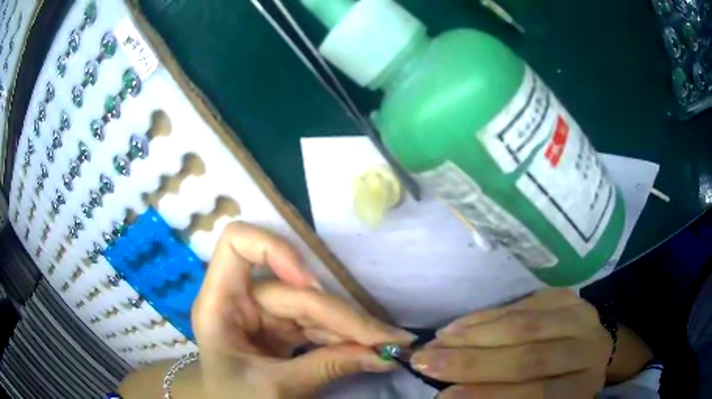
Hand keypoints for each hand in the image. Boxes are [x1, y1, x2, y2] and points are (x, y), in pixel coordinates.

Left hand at [192, 223, 413, 398]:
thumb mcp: (276, 388)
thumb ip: (327, 367)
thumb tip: (385, 353)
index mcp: (219, 305)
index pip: (237, 244)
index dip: (274, 249)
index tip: (311, 282)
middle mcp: (242, 301)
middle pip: (295, 289)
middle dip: (342, 316)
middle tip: (388, 338)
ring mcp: (264, 313)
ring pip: (313, 307)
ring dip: (351, 328)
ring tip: (388, 345)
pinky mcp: (282, 327)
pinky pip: (317, 324)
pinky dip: (344, 337)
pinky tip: (368, 349)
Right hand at [411, 289, 611, 398]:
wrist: (587, 356)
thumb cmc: (558, 390)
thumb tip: (453, 396)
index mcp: (581, 387)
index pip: (538, 393)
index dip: (490, 395)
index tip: (443, 396)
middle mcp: (589, 351)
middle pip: (531, 357)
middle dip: (473, 362)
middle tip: (426, 362)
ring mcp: (582, 318)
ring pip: (526, 326)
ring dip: (475, 335)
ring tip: (436, 342)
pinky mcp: (568, 297)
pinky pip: (524, 303)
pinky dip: (487, 315)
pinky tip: (458, 325)